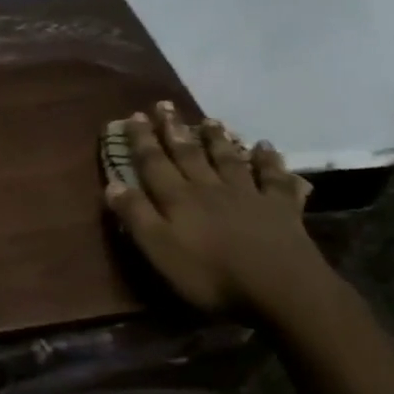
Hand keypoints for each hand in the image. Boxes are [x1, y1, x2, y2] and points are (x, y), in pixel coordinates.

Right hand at [105, 102, 327, 314]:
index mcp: (179, 199)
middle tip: (164, 105)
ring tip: (209, 120)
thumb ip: (136, 216)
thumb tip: (113, 184)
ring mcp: (248, 194)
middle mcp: (210, 188)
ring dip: (216, 139)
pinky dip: (269, 160)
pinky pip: (274, 178)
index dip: (141, 140)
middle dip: (174, 130)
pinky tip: (266, 147)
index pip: (154, 163)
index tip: (133, 116)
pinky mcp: (280, 208)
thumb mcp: (160, 250)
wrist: (281, 288)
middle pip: (189, 154)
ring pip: (228, 159)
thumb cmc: (211, 274)